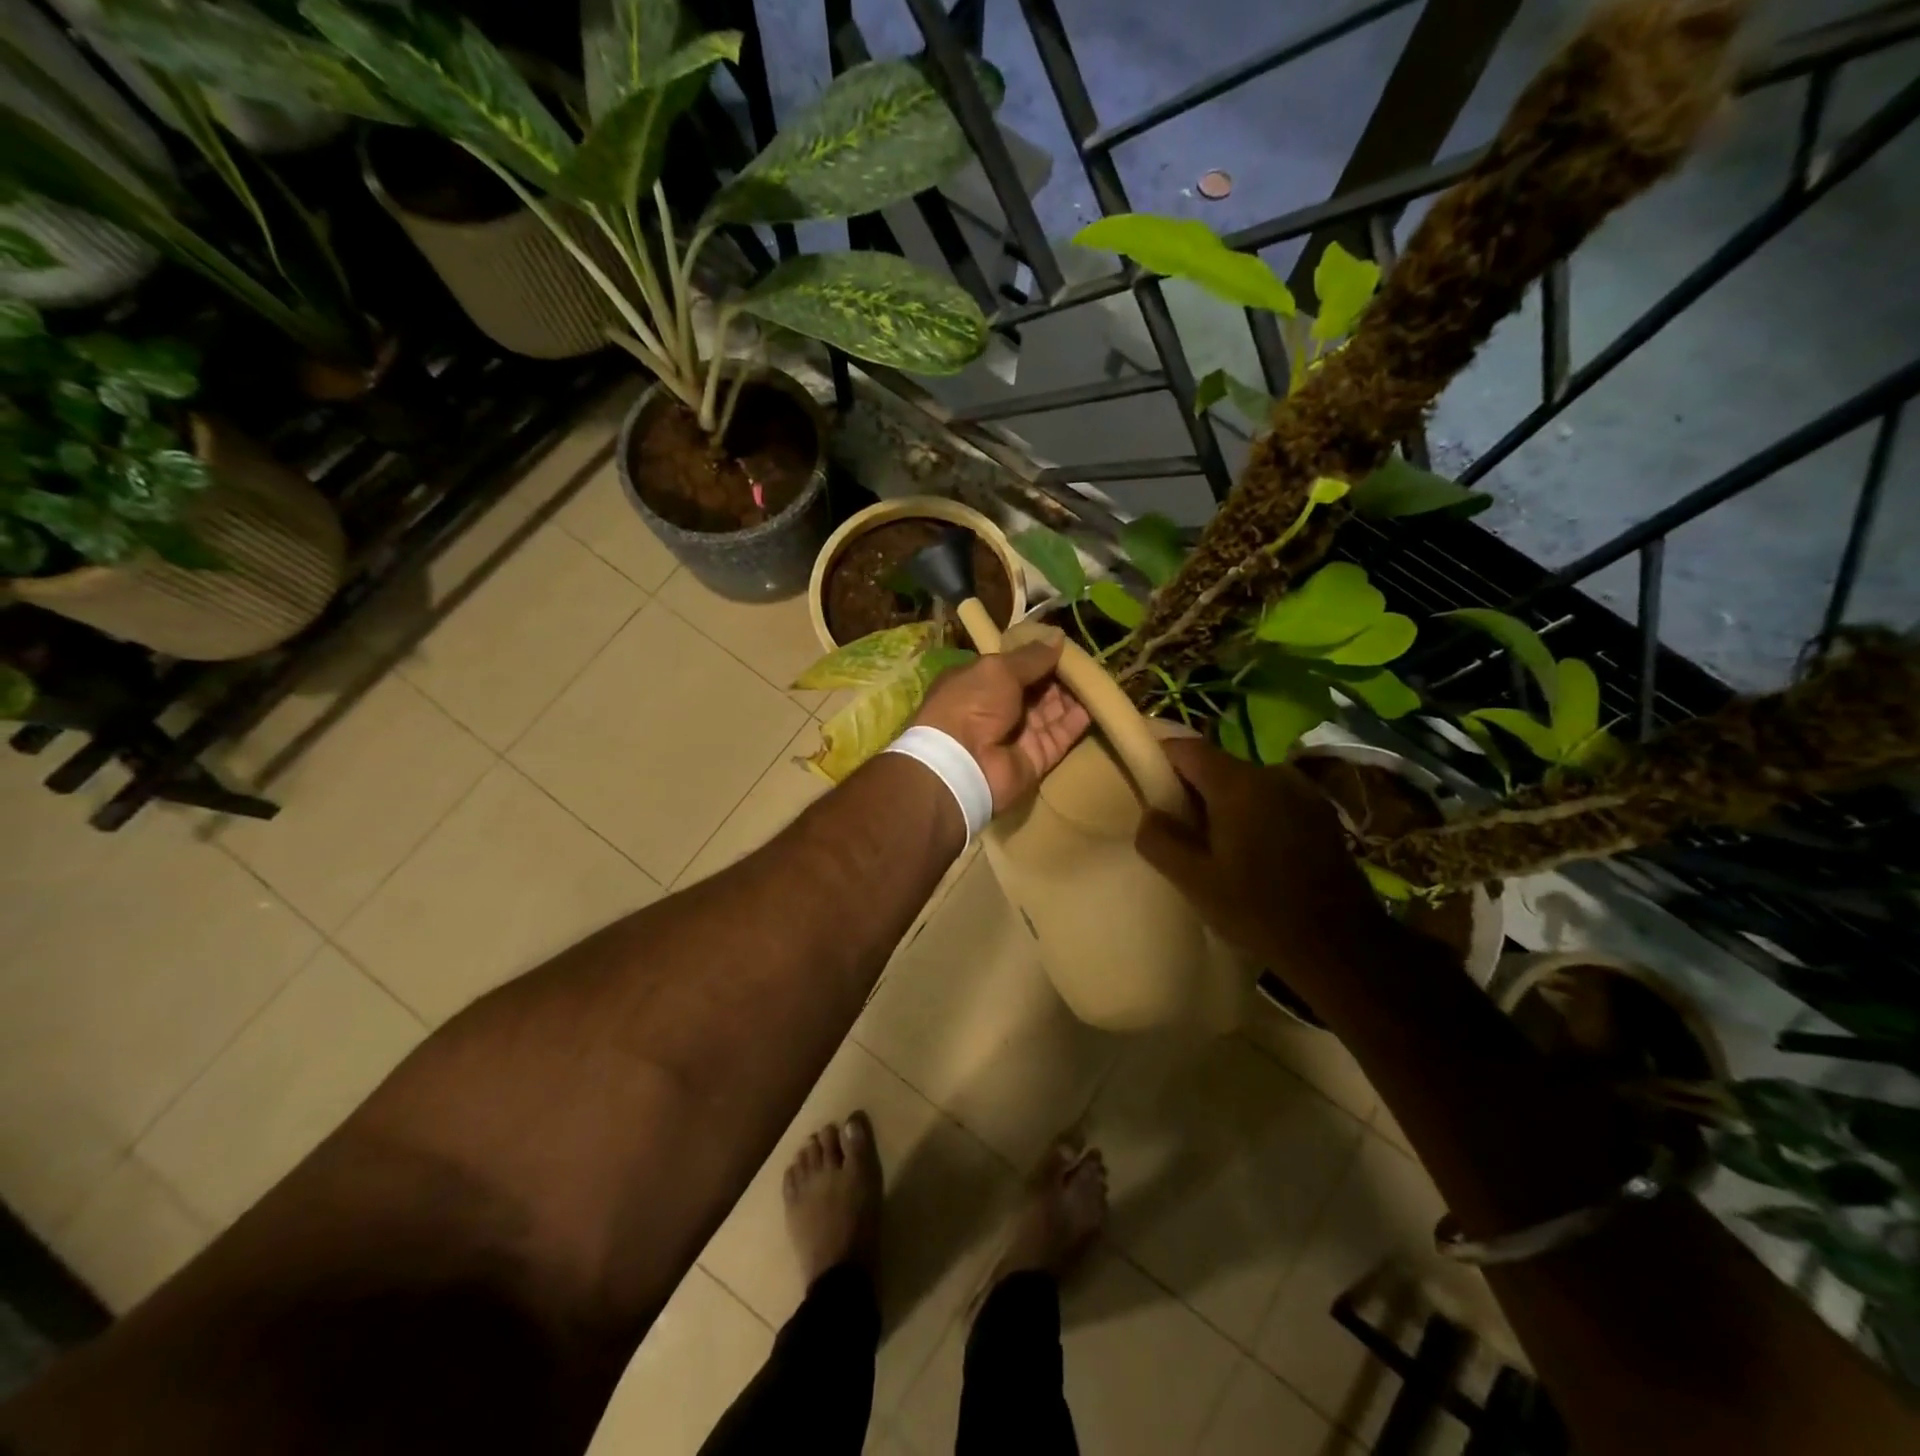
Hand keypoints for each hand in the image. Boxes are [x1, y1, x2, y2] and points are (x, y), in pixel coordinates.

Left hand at [912, 633, 1090, 811]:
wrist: (962, 764)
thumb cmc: (971, 704)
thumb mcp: (998, 669)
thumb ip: (1030, 657)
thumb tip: (1058, 637)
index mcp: (979, 683)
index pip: (1014, 667)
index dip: (1037, 656)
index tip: (1065, 645)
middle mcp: (998, 708)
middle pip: (1036, 689)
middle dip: (1059, 675)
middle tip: (1088, 659)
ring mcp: (1018, 734)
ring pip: (1052, 711)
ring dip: (1072, 694)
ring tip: (1099, 675)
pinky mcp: (1037, 757)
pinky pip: (1062, 735)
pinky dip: (1078, 720)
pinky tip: (1098, 701)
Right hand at [1135, 738, 1392, 982]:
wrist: (1341, 946)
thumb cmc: (1259, 909)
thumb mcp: (1195, 881)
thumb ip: (1160, 840)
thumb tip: (1150, 814)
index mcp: (1238, 784)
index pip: (1186, 748)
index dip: (1161, 759)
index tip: (1146, 785)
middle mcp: (1272, 773)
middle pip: (1217, 766)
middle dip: (1193, 790)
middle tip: (1179, 829)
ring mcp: (1303, 791)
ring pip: (1246, 785)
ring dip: (1226, 805)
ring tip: (1219, 846)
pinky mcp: (1322, 813)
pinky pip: (1273, 800)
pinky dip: (1255, 815)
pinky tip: (1255, 854)